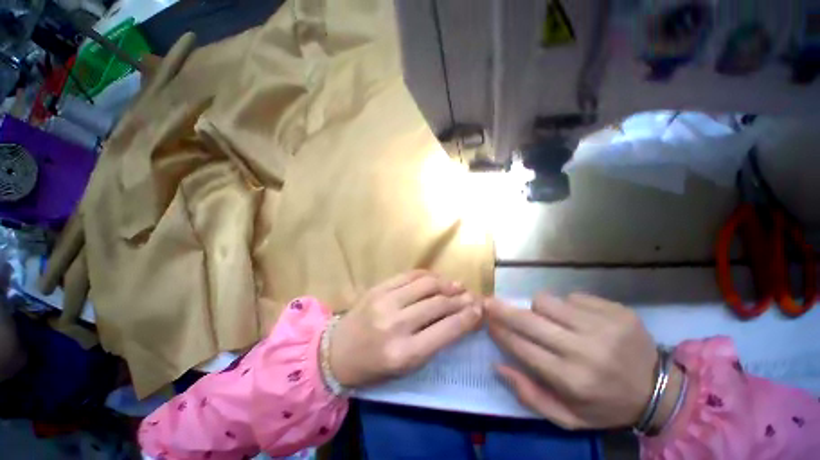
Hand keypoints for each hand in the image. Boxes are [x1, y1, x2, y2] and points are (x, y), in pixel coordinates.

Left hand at [330, 271, 482, 387]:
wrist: (336, 352)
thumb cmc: (373, 367)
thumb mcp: (406, 366)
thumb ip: (433, 342)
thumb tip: (457, 319)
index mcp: (404, 354)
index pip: (446, 330)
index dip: (467, 318)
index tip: (480, 310)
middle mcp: (396, 325)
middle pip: (438, 304)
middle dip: (460, 299)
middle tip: (472, 296)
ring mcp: (385, 301)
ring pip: (426, 285)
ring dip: (446, 283)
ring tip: (458, 285)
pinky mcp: (378, 288)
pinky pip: (409, 275)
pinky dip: (427, 275)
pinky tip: (437, 278)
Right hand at [486, 293, 682, 430]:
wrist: (661, 390)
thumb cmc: (607, 405)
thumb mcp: (568, 417)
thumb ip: (530, 395)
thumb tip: (498, 365)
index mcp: (572, 380)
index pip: (521, 347)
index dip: (500, 332)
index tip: (487, 321)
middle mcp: (584, 350)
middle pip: (529, 319)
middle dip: (503, 310)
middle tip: (489, 302)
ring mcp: (602, 325)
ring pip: (546, 300)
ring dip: (538, 308)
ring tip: (547, 319)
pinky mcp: (615, 309)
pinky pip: (572, 296)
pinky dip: (567, 306)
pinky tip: (578, 319)